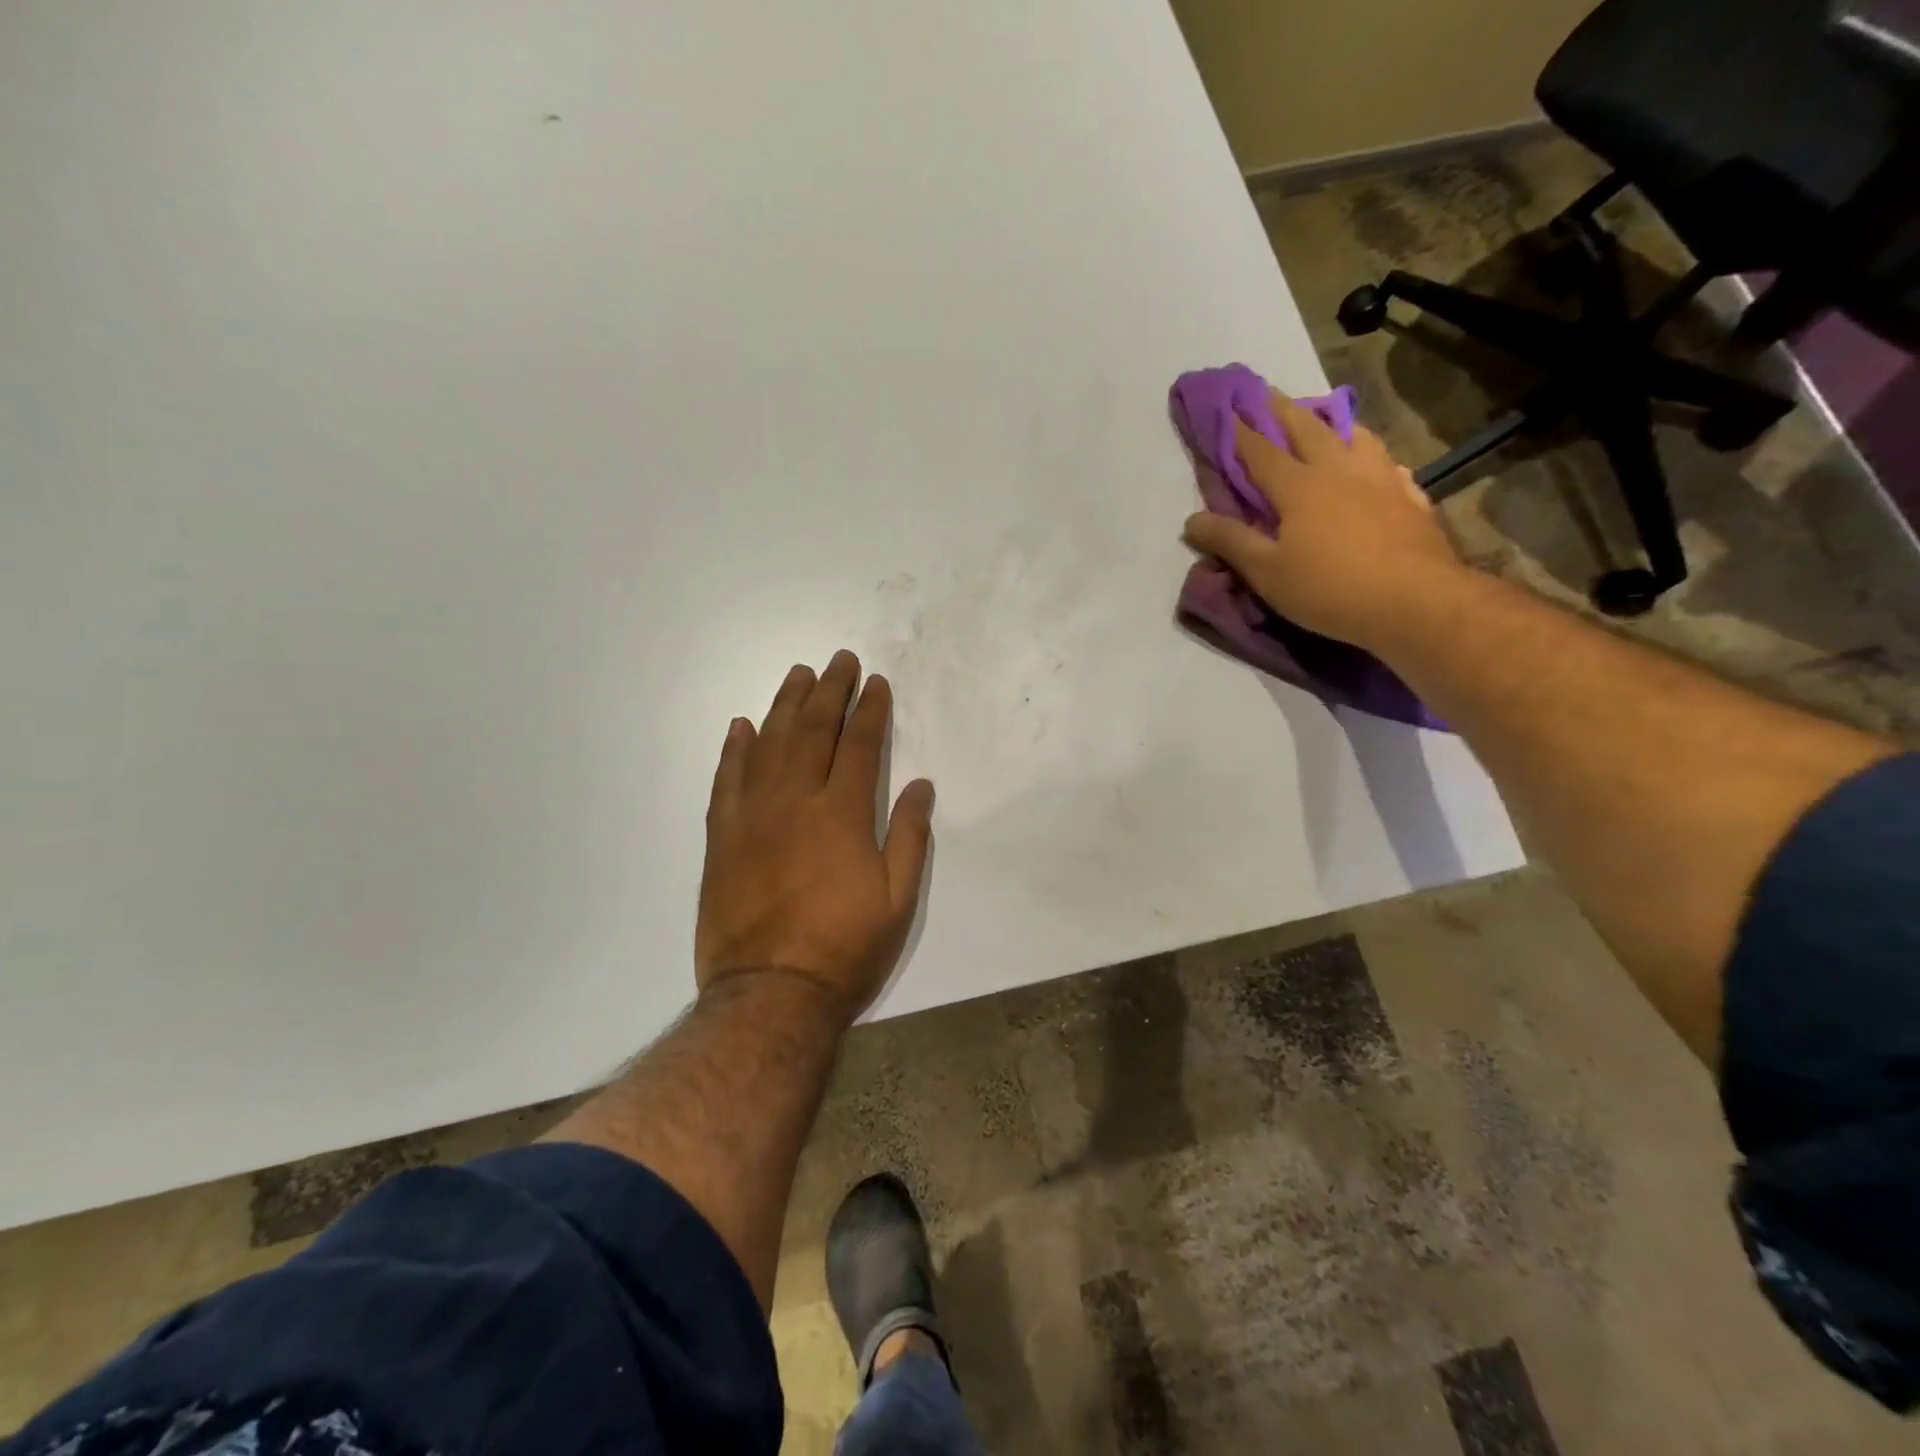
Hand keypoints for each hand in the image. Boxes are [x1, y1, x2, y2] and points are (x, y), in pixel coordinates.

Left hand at [696, 649, 933, 1023]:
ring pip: (768, 744)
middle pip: (812, 731)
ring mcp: (752, 816)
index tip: (876, 683)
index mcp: (842, 814)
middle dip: (829, 691)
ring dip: (784, 705)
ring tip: (797, 674)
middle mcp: (794, 801)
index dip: (870, 710)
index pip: (860, 745)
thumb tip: (920, 785)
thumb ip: (909, 836)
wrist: (770, 994)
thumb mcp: (898, 900)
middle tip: (838, 659)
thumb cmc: (845, 949)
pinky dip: (735, 749)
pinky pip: (727, 780)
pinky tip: (742, 726)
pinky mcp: (722, 838)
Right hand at [1183, 391, 1465, 648]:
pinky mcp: (1410, 498)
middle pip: (1308, 429)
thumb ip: (1230, 541)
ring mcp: (1381, 479)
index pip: (1262, 451)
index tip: (1227, 409)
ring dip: (1332, 424)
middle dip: (1284, 410)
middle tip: (1269, 393)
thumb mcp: (1266, 572)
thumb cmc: (1329, 588)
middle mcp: (1340, 470)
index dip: (1241, 431)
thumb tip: (1192, 520)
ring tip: (1324, 419)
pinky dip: (1373, 457)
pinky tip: (1376, 465)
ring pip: (1354, 437)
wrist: (1414, 602)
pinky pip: (1389, 465)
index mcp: (1299, 486)